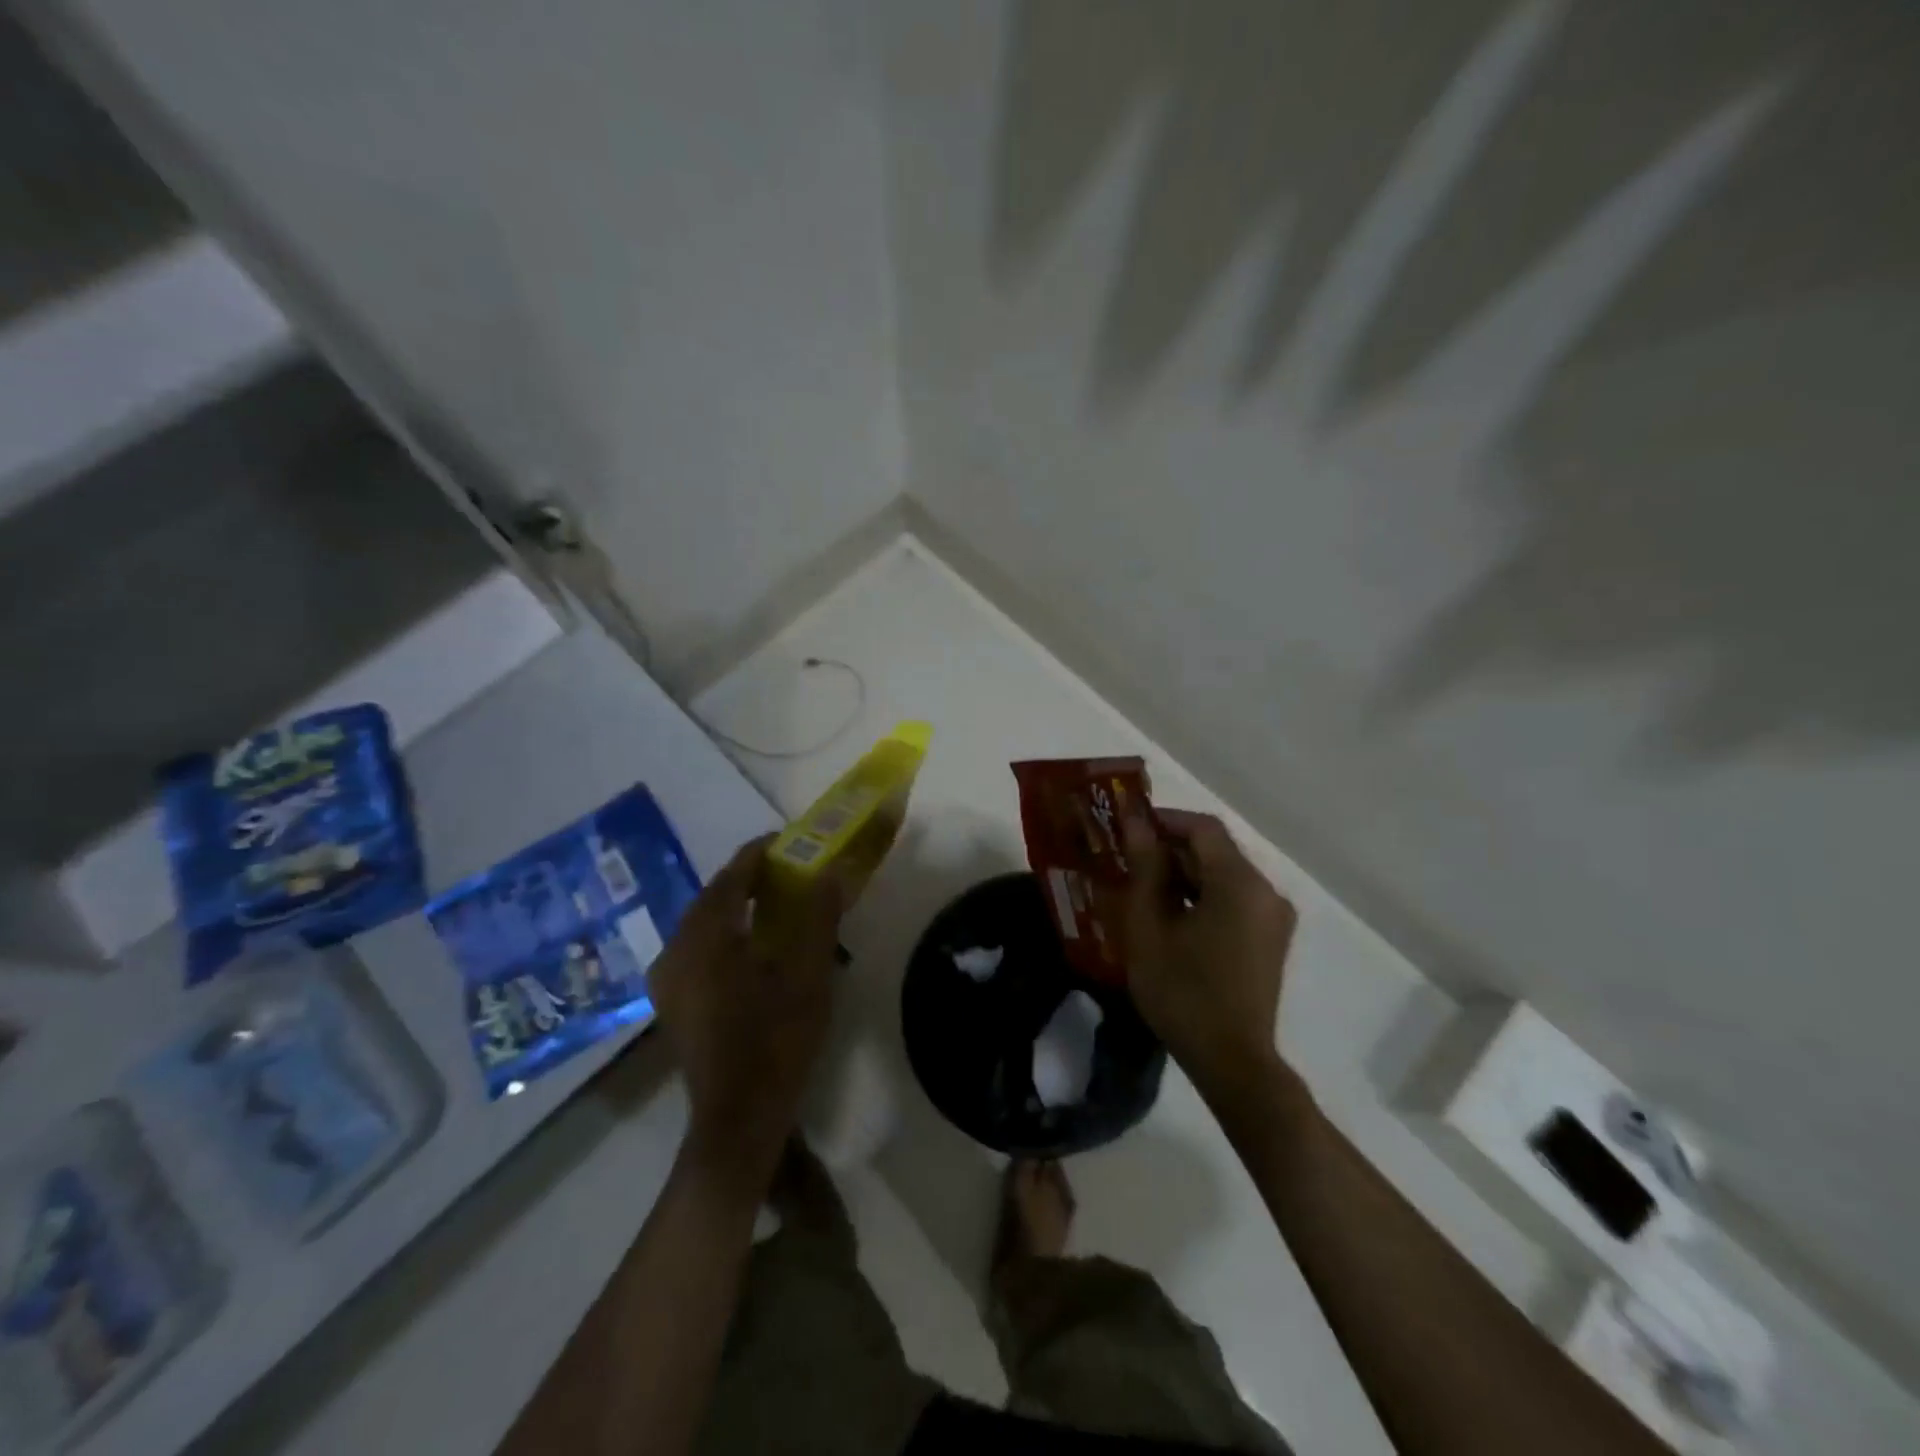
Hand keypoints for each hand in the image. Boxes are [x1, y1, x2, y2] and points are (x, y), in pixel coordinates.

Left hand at [650, 836, 843, 1189]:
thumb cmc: (776, 1042)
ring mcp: (668, 979)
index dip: (758, 854)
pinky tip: (750, 943)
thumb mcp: (808, 975)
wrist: (738, 1119)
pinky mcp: (672, 1001)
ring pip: (702, 923)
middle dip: (747, 878)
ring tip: (773, 900)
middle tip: (787, 870)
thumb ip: (819, 918)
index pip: (730, 877)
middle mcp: (676, 951)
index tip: (788, 840)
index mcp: (705, 939)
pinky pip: (697, 947)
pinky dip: (724, 932)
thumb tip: (832, 872)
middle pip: (712, 897)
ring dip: (735, 906)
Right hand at [1107, 806, 1297, 1104]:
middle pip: (1215, 850)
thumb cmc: (1183, 992)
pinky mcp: (1270, 939)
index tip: (1126, 828)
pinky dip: (1203, 896)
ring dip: (1185, 874)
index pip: (1202, 828)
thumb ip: (1145, 869)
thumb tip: (1136, 823)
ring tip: (1142, 887)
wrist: (1232, 1062)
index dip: (1163, 820)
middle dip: (1170, 848)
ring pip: (1224, 875)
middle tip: (1126, 859)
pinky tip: (1171, 915)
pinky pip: (1234, 899)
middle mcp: (1266, 891)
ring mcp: (1273, 917)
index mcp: (1240, 883)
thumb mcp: (1149, 927)